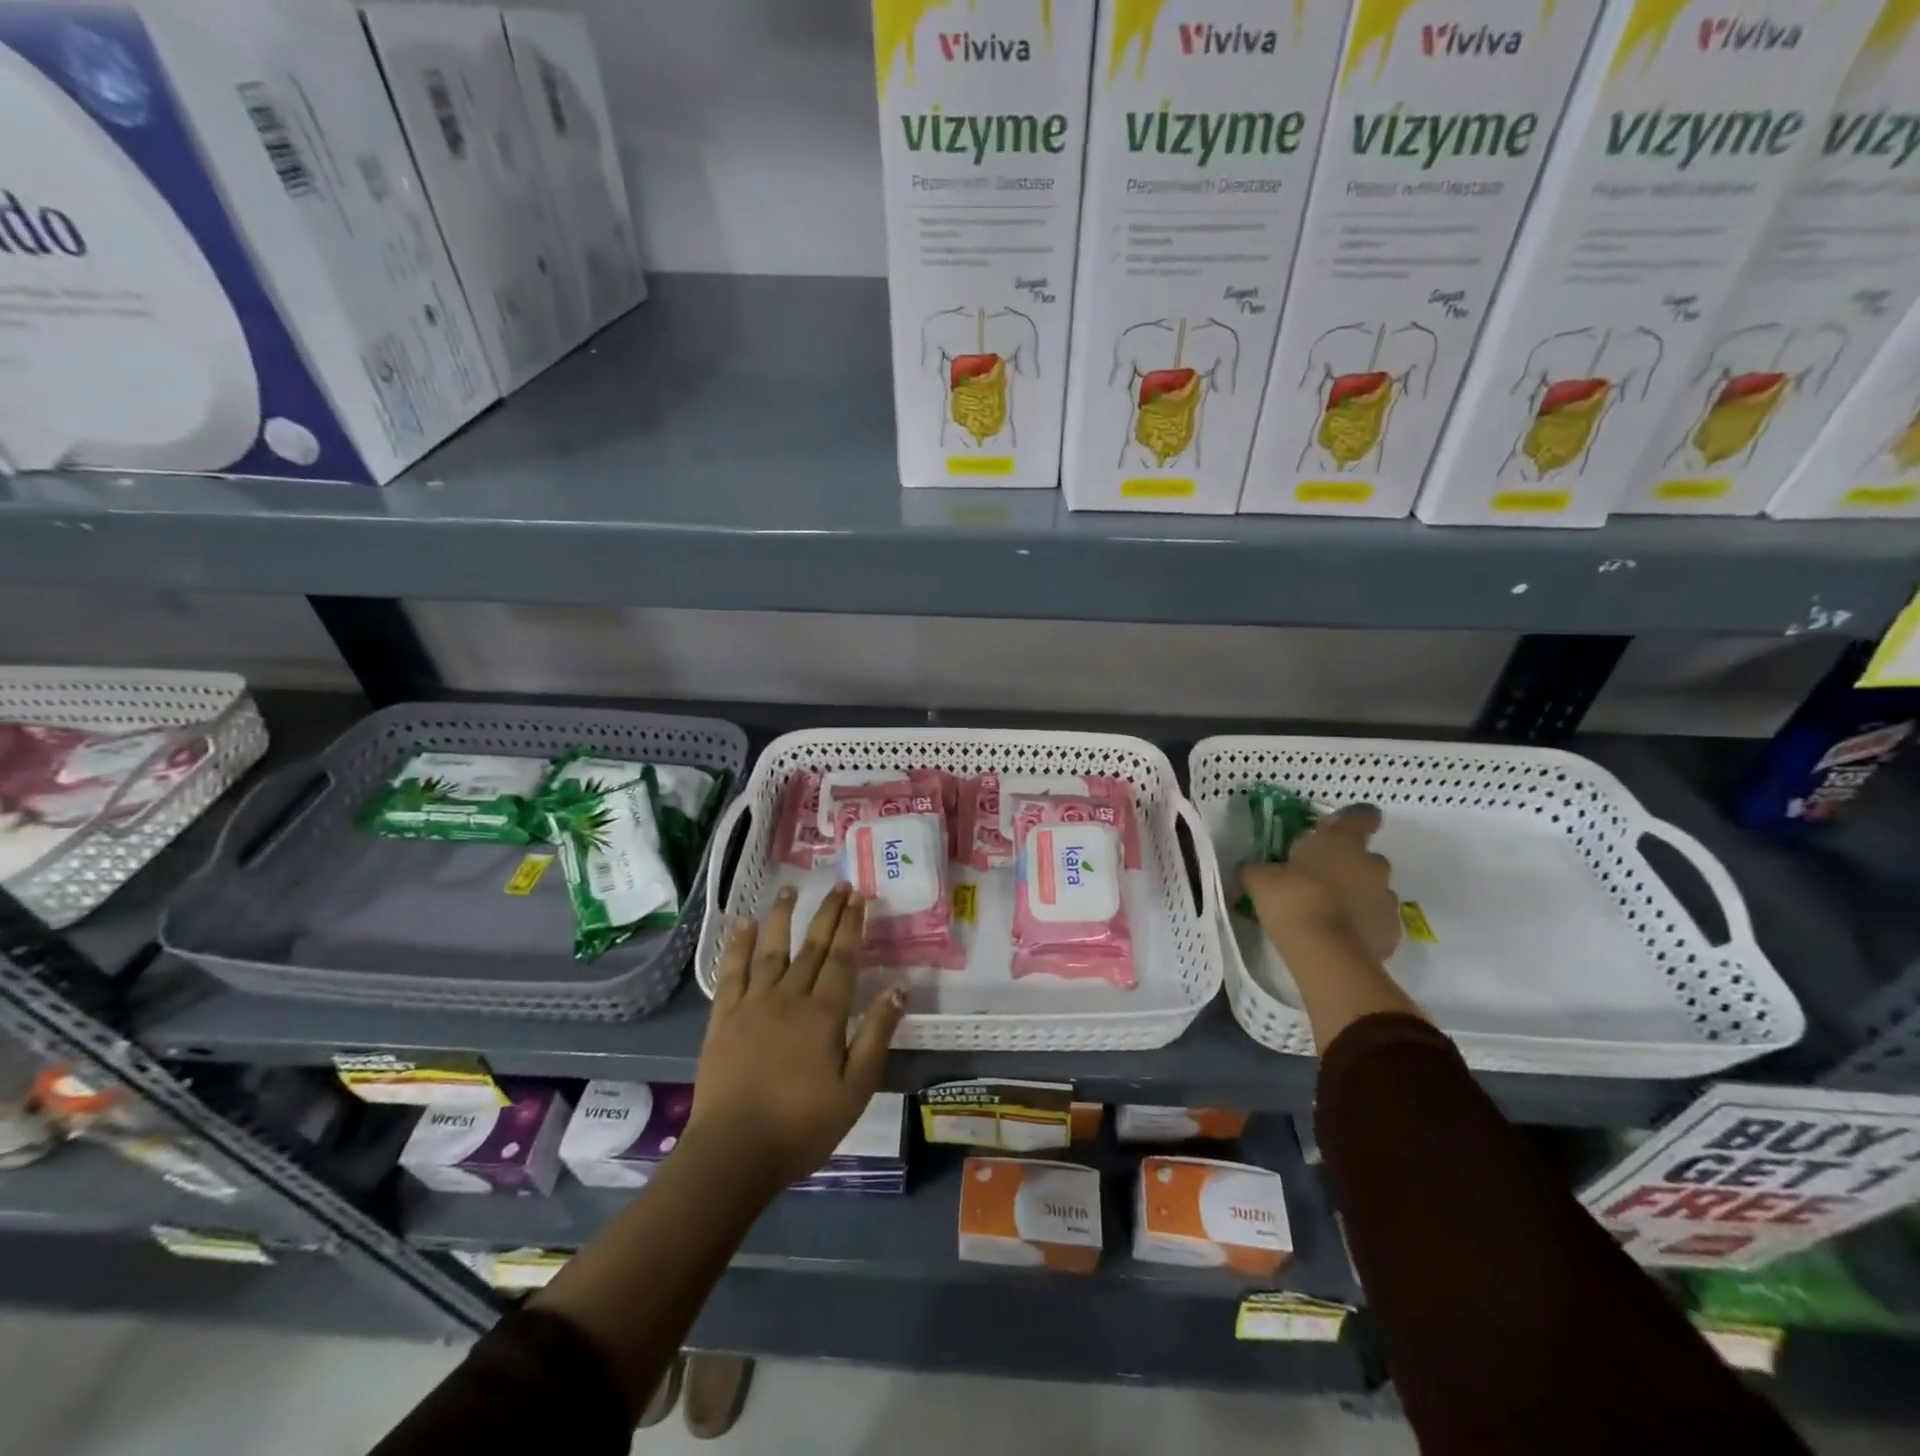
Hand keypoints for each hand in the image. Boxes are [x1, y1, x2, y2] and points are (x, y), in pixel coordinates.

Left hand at [688, 884, 907, 1189]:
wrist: (734, 1152)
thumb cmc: (803, 1125)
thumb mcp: (855, 1088)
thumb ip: (876, 1035)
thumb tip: (899, 988)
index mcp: (824, 1014)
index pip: (843, 958)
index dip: (853, 925)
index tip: (860, 897)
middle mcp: (789, 997)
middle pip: (813, 946)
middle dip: (828, 913)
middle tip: (840, 884)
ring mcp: (753, 1004)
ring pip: (772, 949)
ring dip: (783, 916)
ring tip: (791, 889)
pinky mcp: (723, 1017)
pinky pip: (732, 971)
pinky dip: (738, 945)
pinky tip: (744, 924)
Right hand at [1240, 804, 1400, 962]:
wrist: (1327, 954)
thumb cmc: (1293, 900)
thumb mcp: (1260, 879)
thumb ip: (1258, 868)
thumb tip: (1250, 868)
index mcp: (1343, 841)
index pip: (1362, 816)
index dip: (1352, 821)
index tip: (1334, 831)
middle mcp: (1372, 864)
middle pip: (1365, 857)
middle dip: (1345, 865)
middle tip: (1316, 880)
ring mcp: (1387, 898)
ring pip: (1371, 889)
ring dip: (1354, 895)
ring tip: (1325, 913)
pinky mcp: (1391, 931)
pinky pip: (1375, 920)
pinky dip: (1360, 924)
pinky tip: (1336, 936)